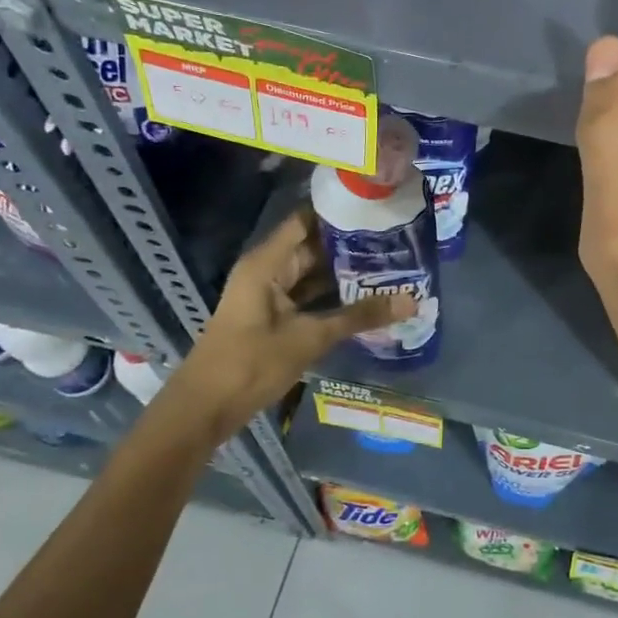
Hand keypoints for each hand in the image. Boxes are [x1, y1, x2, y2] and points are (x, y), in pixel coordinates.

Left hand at [157, 207, 405, 442]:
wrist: (205, 409)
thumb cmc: (251, 363)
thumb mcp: (310, 337)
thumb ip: (360, 317)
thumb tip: (411, 300)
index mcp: (268, 262)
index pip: (306, 220)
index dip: (339, 211)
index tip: (377, 208)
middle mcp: (268, 270)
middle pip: (313, 246)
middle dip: (351, 244)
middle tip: (396, 240)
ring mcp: (270, 295)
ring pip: (313, 274)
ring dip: (345, 272)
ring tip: (390, 264)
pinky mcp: (274, 317)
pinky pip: (309, 296)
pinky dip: (334, 296)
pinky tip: (367, 296)